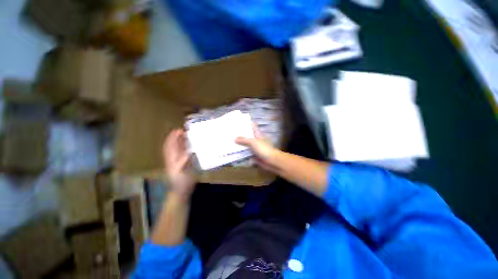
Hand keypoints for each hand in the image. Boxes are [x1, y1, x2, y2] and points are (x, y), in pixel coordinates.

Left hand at [163, 129, 195, 199]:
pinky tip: (190, 145)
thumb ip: (183, 162)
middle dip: (176, 137)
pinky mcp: (182, 163)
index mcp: (171, 159)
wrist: (181, 191)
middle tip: (183, 130)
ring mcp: (177, 161)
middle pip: (172, 145)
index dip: (173, 138)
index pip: (170, 146)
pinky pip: (182, 153)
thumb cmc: (181, 183)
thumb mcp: (181, 173)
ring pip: (177, 149)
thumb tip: (188, 152)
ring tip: (186, 135)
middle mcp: (173, 158)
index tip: (179, 130)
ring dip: (180, 141)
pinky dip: (185, 147)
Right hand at [235, 125, 278, 171]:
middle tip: (231, 132)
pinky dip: (241, 153)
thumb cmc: (263, 149)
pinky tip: (234, 152)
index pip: (253, 127)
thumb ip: (244, 140)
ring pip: (246, 145)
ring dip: (240, 145)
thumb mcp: (253, 142)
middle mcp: (256, 141)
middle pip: (248, 136)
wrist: (271, 161)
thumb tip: (235, 138)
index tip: (241, 121)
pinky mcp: (253, 155)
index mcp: (258, 135)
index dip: (248, 124)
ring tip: (230, 141)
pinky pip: (246, 153)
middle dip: (241, 135)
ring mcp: (254, 148)